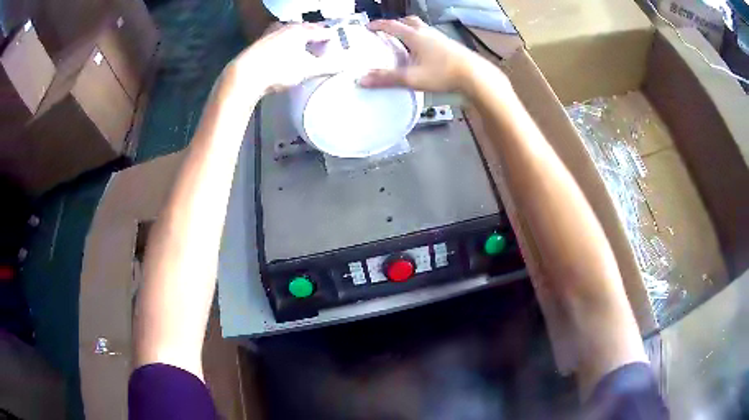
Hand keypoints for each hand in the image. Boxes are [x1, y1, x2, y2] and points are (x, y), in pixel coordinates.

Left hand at [232, 23, 339, 93]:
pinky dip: (284, 43)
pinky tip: (282, 51)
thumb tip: (346, 65)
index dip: (331, 38)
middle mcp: (286, 28)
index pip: (322, 32)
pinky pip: (277, 39)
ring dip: (298, 37)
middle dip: (314, 35)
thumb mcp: (307, 70)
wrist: (244, 76)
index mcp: (301, 31)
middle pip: (305, 29)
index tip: (336, 45)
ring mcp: (270, 34)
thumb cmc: (279, 70)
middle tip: (321, 44)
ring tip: (302, 46)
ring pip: (289, 32)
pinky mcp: (258, 43)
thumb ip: (327, 67)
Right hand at [359, 17, 498, 93]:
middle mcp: (428, 33)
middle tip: (389, 30)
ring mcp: (442, 39)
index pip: (393, 26)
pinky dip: (423, 39)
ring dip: (411, 30)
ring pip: (423, 28)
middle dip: (397, 23)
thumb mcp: (412, 78)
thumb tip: (363, 79)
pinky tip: (425, 52)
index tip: (369, 26)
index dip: (379, 25)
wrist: (475, 76)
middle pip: (410, 21)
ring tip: (405, 41)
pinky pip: (433, 37)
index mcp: (416, 37)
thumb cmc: (444, 74)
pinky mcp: (451, 46)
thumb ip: (387, 78)